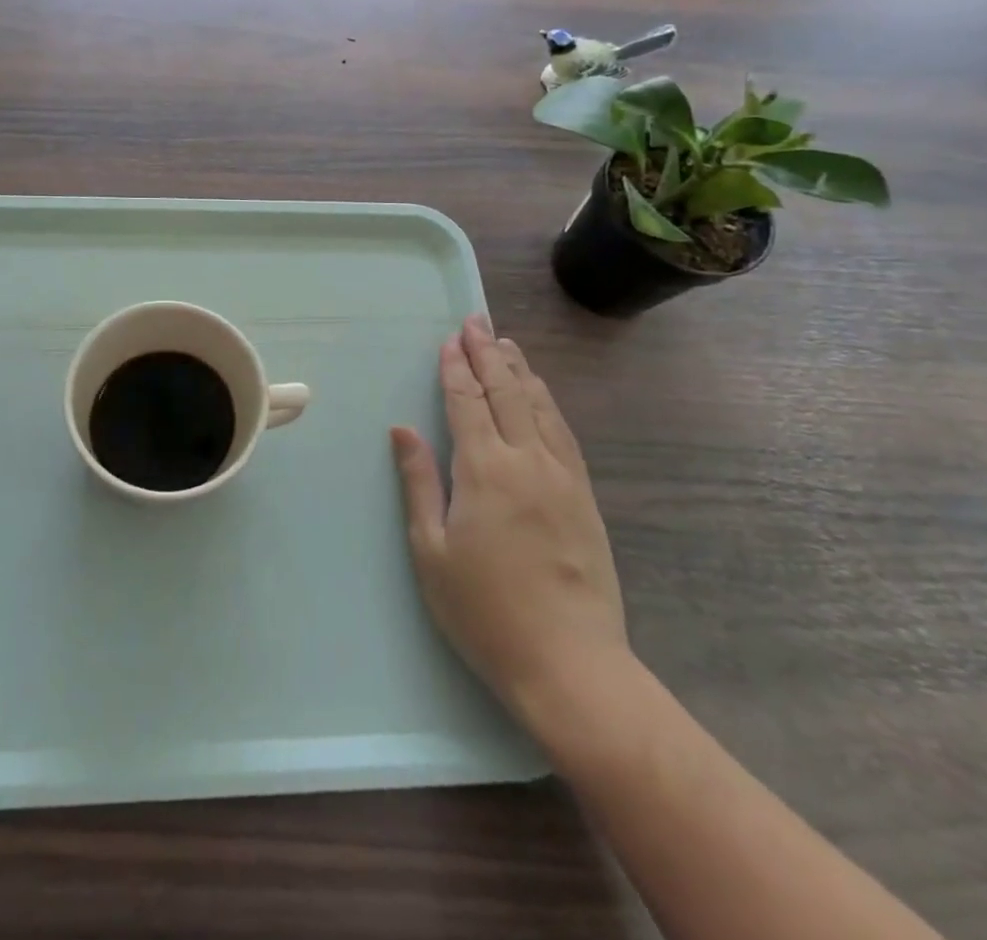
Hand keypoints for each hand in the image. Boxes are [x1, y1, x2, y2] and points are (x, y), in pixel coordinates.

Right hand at [391, 316, 627, 729]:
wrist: (570, 664)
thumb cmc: (484, 610)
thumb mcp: (432, 550)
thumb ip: (418, 482)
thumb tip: (402, 430)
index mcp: (484, 470)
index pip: (467, 403)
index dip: (456, 369)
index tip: (449, 340)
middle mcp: (527, 461)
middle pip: (506, 393)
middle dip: (488, 354)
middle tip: (477, 322)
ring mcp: (562, 477)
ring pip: (539, 407)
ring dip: (520, 371)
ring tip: (507, 344)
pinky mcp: (584, 497)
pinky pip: (563, 433)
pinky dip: (546, 403)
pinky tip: (540, 395)